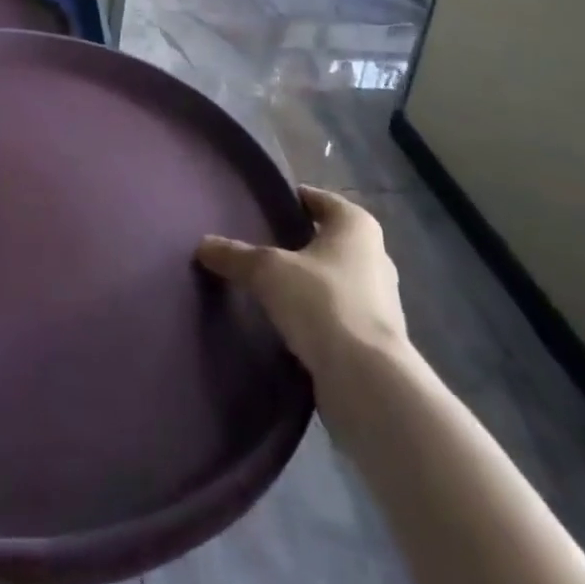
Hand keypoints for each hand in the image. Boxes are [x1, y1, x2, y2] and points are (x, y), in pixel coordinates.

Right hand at [197, 186, 409, 378]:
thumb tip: (202, 245)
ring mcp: (382, 302)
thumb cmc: (322, 302)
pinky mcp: (377, 341)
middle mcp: (376, 256)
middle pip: (329, 240)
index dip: (293, 200)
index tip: (265, 208)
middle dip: (300, 243)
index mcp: (356, 226)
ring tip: (271, 287)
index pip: (320, 200)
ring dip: (310, 283)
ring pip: (336, 279)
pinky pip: (339, 315)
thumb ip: (234, 255)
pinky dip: (318, 316)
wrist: (367, 383)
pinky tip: (290, 324)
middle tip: (262, 246)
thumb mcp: (267, 271)